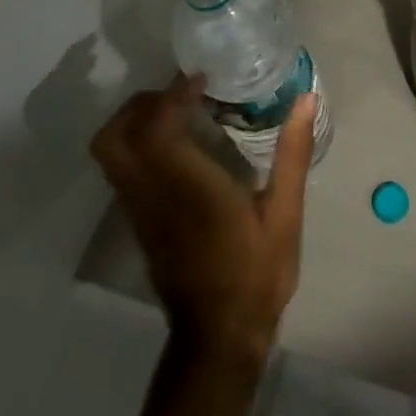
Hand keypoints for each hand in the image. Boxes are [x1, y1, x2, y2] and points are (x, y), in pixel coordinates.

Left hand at [91, 73, 315, 360]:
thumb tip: (305, 100)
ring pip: (110, 155)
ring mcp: (139, 212)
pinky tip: (179, 143)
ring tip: (180, 109)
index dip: (171, 96)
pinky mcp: (139, 223)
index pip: (156, 131)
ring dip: (135, 121)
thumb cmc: (257, 272)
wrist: (219, 337)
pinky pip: (122, 170)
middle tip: (180, 90)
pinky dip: (139, 143)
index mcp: (189, 190)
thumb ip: (293, 153)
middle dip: (139, 104)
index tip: (201, 78)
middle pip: (113, 138)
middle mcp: (153, 196)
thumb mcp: (286, 213)